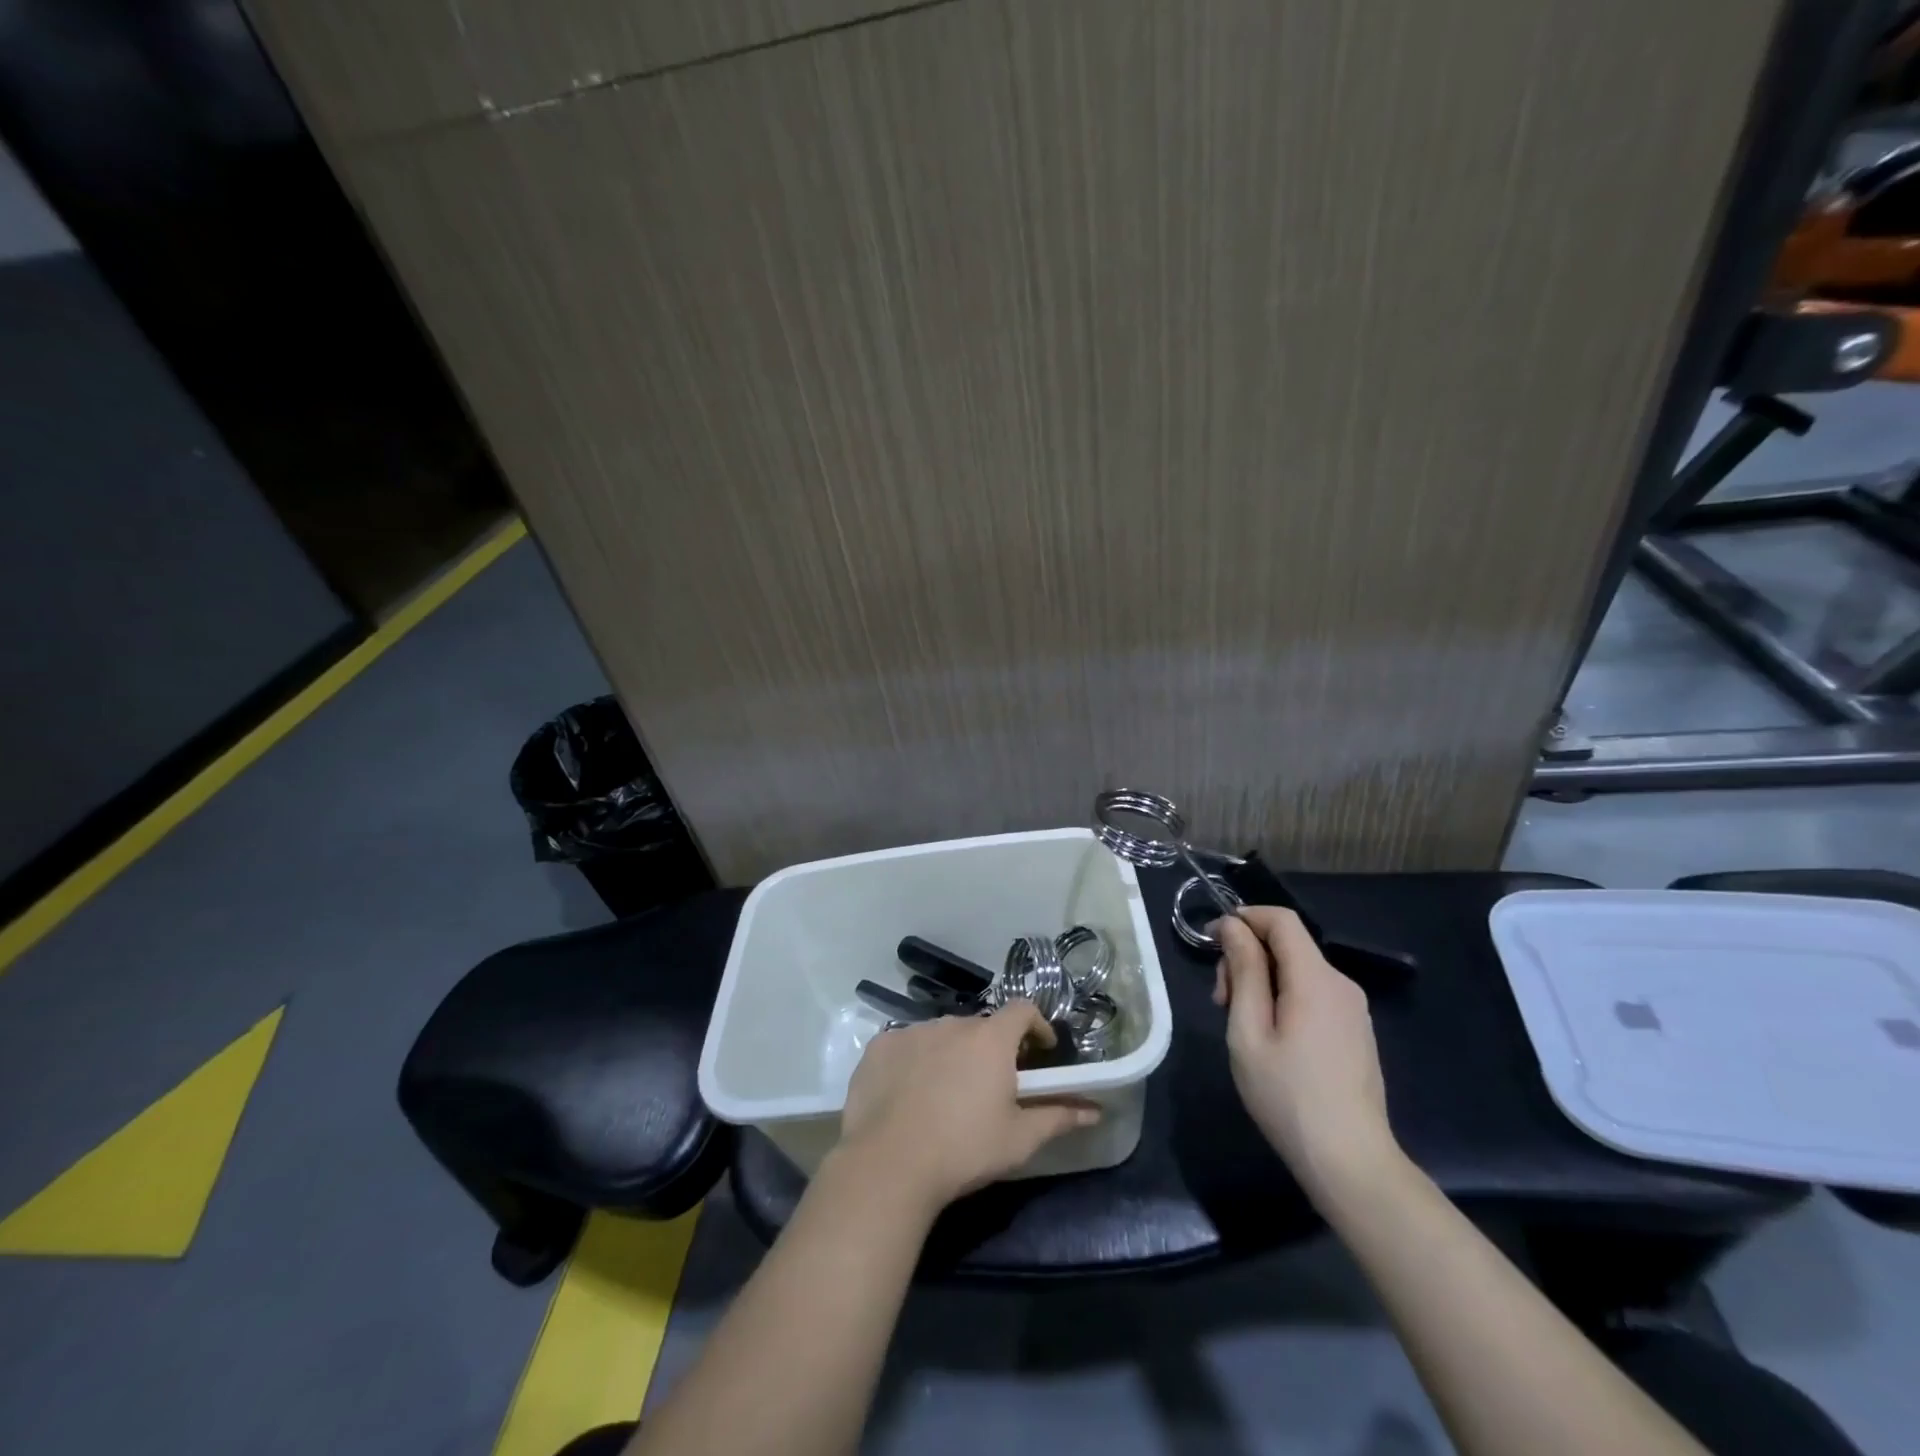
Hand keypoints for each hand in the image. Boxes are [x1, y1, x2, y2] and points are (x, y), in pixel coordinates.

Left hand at [837, 1002, 1099, 1211]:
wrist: (889, 1164)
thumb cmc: (965, 1149)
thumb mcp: (1019, 1138)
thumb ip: (1058, 1116)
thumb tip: (1095, 1109)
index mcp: (990, 1038)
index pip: (1023, 1010)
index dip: (1036, 1025)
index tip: (1040, 1050)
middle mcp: (952, 1023)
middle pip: (981, 1027)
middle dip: (991, 1048)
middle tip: (992, 1085)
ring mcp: (912, 1031)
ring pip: (942, 1035)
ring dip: (952, 1053)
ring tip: (948, 1093)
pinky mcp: (880, 1046)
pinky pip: (906, 1045)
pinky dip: (914, 1061)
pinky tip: (909, 1094)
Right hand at [1213, 907, 1398, 1201]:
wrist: (1351, 1163)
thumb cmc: (1288, 1096)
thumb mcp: (1249, 1031)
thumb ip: (1244, 971)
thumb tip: (1233, 926)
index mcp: (1316, 979)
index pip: (1281, 920)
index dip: (1243, 918)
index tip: (1212, 942)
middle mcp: (1341, 984)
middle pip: (1288, 945)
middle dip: (1248, 958)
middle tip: (1220, 1001)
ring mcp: (1353, 1010)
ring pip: (1298, 971)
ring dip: (1262, 981)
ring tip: (1241, 1025)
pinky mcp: (1355, 1032)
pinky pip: (1313, 995)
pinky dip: (1283, 999)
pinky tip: (1270, 1040)